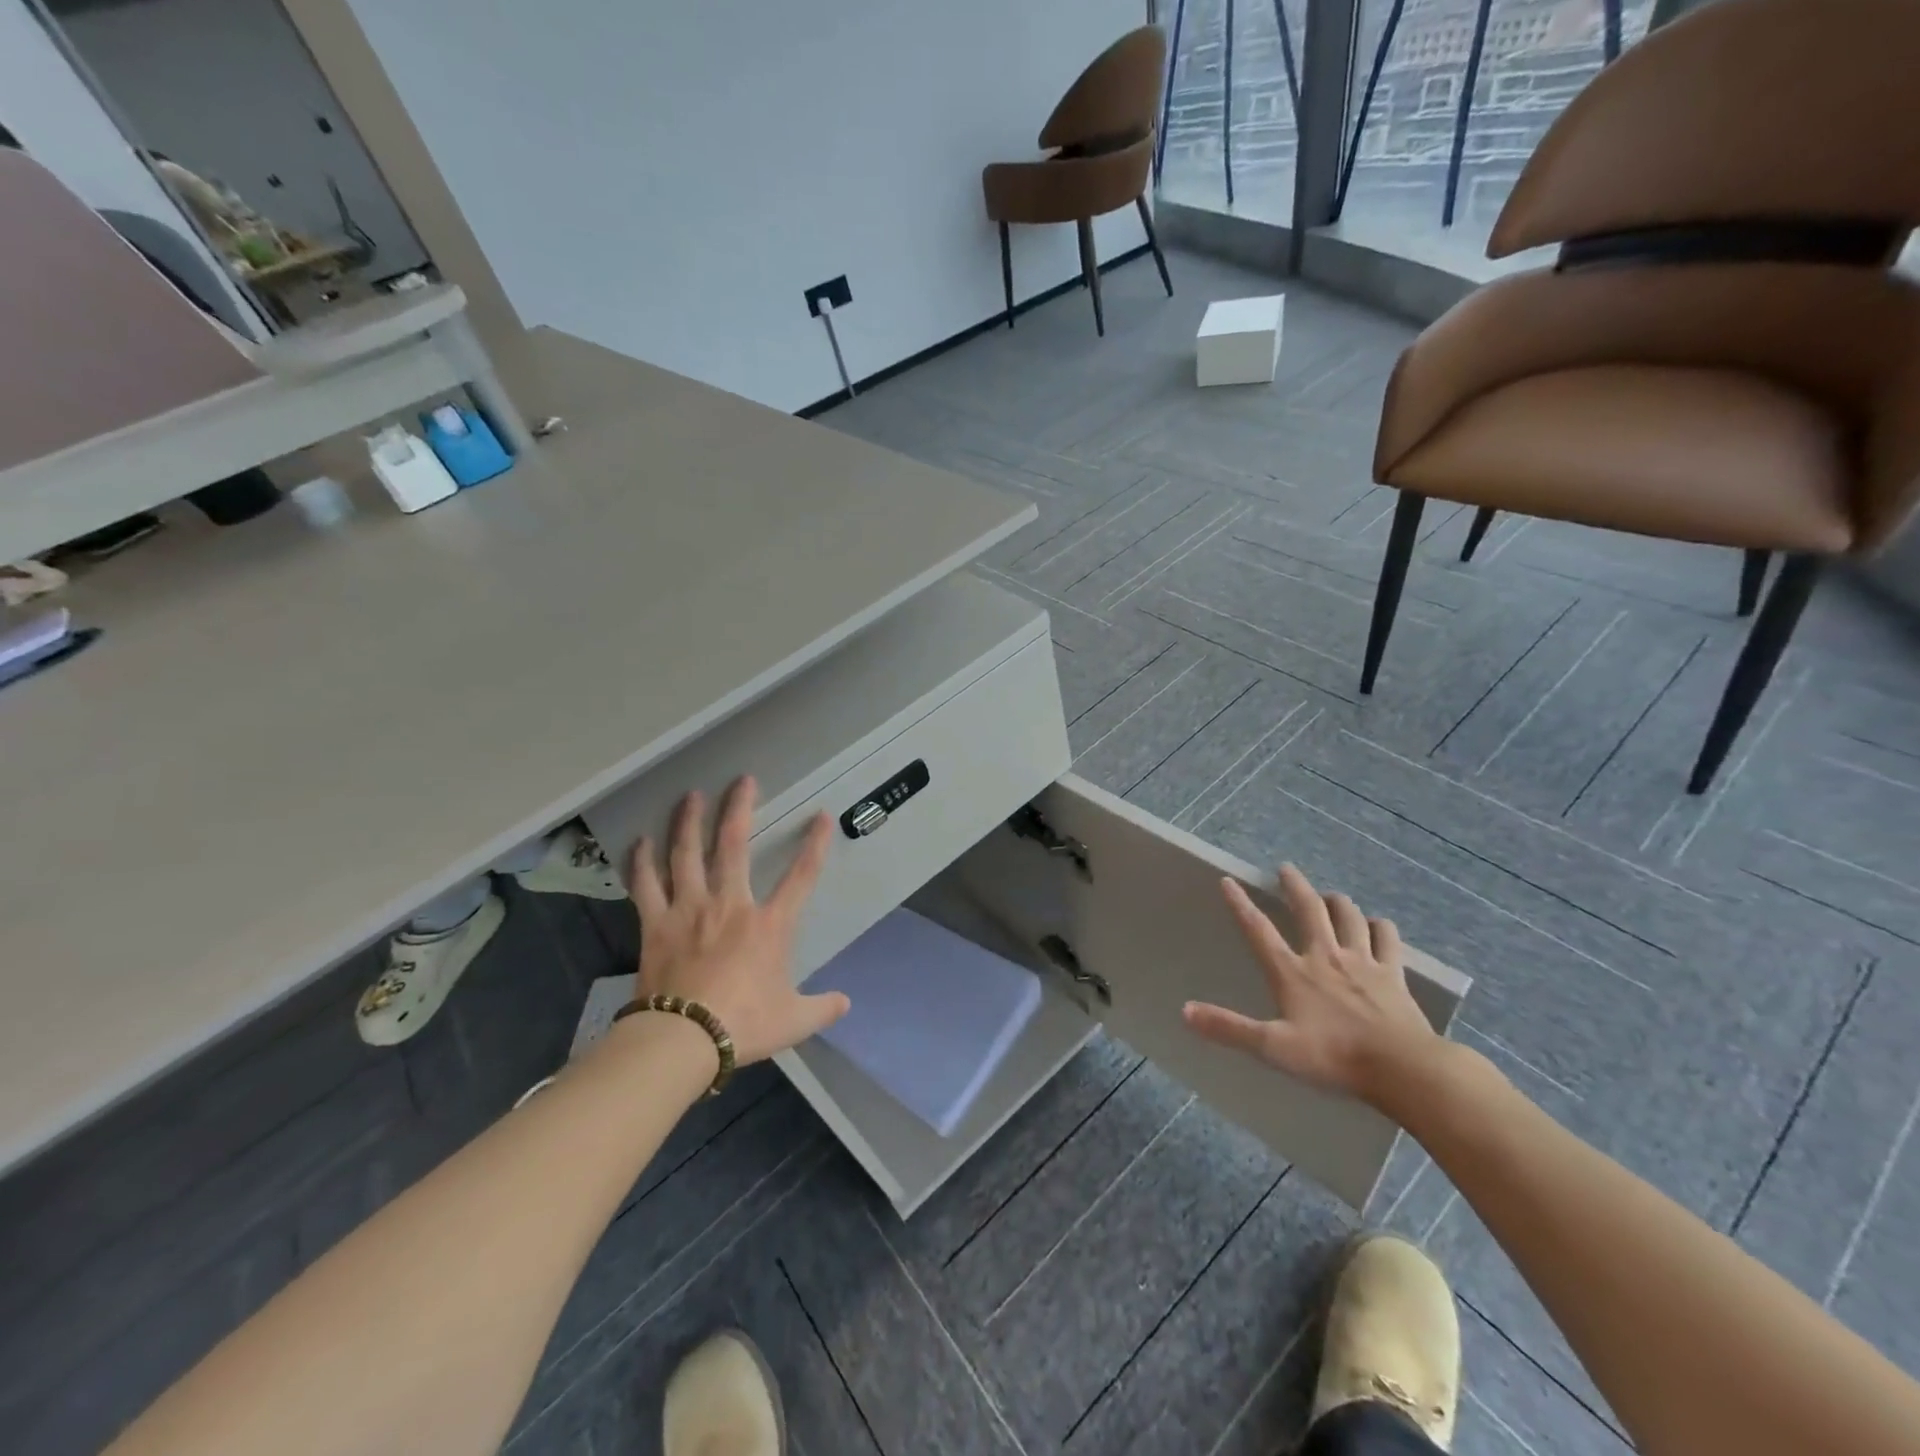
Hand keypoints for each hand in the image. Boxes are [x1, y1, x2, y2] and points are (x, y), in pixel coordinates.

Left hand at [630, 777, 849, 1065]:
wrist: (684, 1040)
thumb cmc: (744, 1024)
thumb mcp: (793, 1020)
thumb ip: (822, 1007)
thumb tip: (845, 1003)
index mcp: (769, 925)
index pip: (801, 876)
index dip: (814, 844)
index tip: (820, 816)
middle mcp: (730, 905)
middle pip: (734, 845)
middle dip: (739, 808)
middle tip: (742, 780)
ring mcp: (689, 910)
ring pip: (687, 854)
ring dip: (689, 822)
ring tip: (690, 796)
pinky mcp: (656, 924)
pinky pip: (646, 885)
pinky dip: (642, 861)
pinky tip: (640, 841)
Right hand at [1182, 865, 1444, 1109]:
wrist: (1402, 1067)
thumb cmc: (1333, 1057)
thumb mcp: (1273, 1047)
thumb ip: (1229, 1028)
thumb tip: (1185, 1011)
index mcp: (1293, 972)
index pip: (1259, 930)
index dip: (1241, 904)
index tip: (1228, 880)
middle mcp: (1325, 957)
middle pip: (1309, 910)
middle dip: (1295, 886)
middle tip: (1286, 868)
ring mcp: (1362, 962)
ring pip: (1349, 917)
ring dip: (1337, 902)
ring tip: (1330, 895)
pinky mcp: (1393, 974)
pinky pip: (1387, 940)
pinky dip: (1380, 927)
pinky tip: (1377, 925)